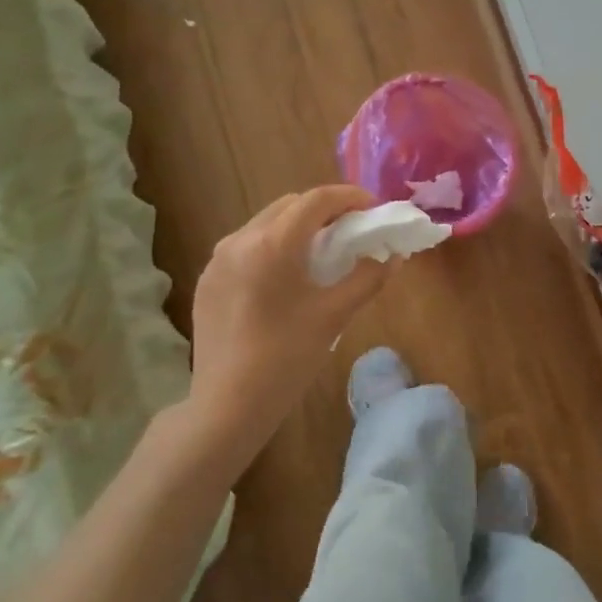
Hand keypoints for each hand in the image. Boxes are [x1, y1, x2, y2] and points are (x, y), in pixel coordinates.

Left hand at [184, 186, 389, 466]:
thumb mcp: (334, 316)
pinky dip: (273, 247)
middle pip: (289, 206)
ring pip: (265, 224)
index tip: (373, 209)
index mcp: (272, 244)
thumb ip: (368, 279)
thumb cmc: (286, 358)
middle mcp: (239, 240)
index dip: (349, 197)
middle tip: (352, 230)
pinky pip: (246, 247)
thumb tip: (394, 257)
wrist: (227, 404)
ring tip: (321, 252)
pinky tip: (287, 277)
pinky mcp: (208, 280)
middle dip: (324, 210)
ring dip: (297, 227)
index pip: (316, 200)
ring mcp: (217, 260)